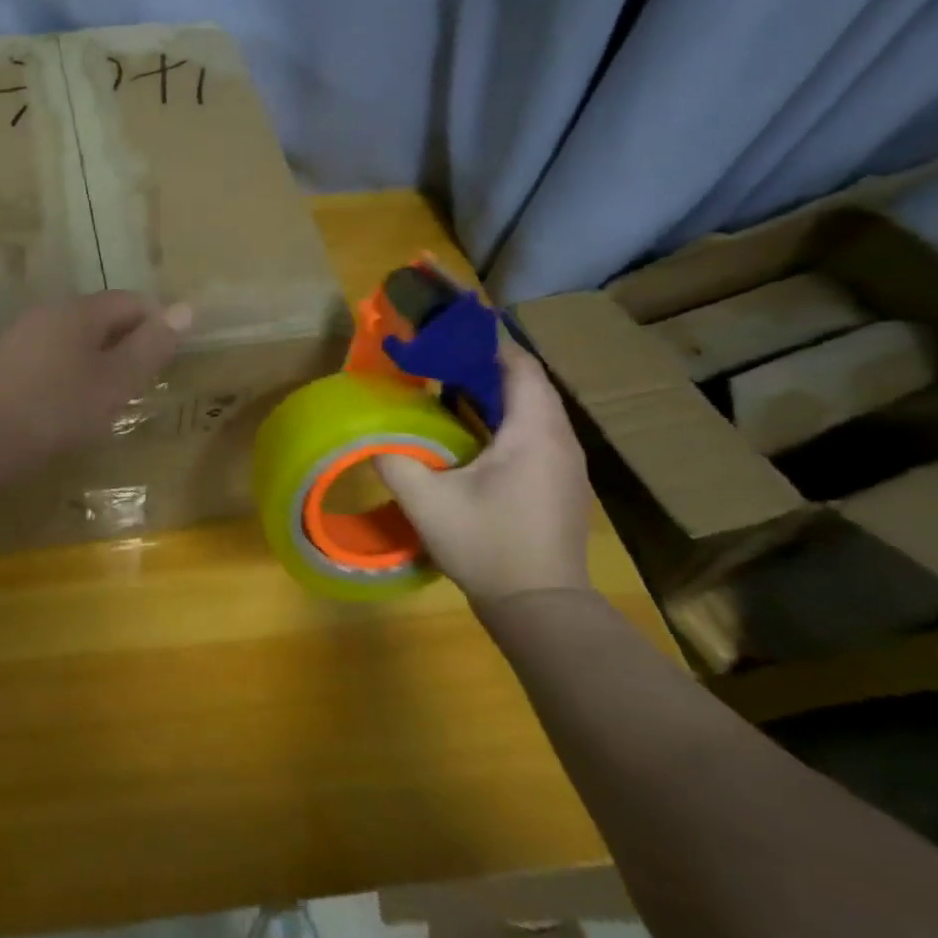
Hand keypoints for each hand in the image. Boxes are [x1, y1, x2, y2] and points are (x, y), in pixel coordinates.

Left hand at [0, 293, 190, 468]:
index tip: (165, 365)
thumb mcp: (115, 383)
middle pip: (103, 318)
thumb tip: (186, 309)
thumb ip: (151, 346)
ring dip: (100, 364)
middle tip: (139, 388)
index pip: (133, 301)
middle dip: (128, 347)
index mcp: (80, 310)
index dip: (157, 326)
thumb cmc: (55, 411)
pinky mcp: (4, 363)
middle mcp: (49, 312)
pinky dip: (71, 376)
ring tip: (106, 403)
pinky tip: (67, 408)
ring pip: (76, 340)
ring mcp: (22, 336)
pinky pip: (52, 358)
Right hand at [375, 336, 592, 605]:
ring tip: (447, 387)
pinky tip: (469, 433)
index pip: (518, 365)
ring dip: (493, 393)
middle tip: (436, 357)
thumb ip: (394, 461)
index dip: (485, 342)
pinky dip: (502, 419)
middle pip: (527, 383)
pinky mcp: (559, 483)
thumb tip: (373, 437)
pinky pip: (532, 433)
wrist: (541, 607)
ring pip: (531, 410)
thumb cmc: (488, 545)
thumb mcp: (427, 502)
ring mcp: (564, 464)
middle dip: (483, 365)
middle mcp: (559, 440)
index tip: (446, 330)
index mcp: (534, 432)